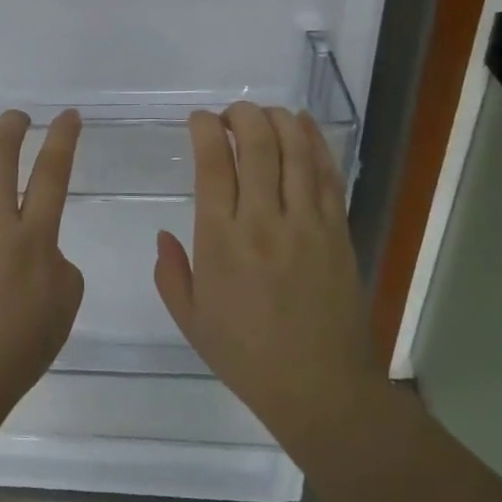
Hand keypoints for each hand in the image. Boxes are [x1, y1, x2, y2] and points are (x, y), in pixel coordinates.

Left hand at [0, 109, 84, 441]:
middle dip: (13, 126)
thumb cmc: (13, 354)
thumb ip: (60, 267)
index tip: (69, 116)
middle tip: (18, 116)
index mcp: (32, 239)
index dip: (63, 138)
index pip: (52, 173)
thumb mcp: (63, 311)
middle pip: (1, 156)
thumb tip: (41, 249)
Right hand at [153, 103, 373, 444]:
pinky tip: (303, 124)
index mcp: (221, 240)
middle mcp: (263, 221)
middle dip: (241, 116)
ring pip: (295, 152)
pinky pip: (326, 175)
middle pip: (257, 146)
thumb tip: (164, 235)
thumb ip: (170, 272)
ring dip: (278, 120)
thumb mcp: (190, 320)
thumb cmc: (246, 355)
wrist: (320, 388)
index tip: (199, 120)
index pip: (213, 165)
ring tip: (264, 113)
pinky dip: (315, 142)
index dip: (205, 130)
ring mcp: (306, 224)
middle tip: (230, 114)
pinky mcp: (337, 231)